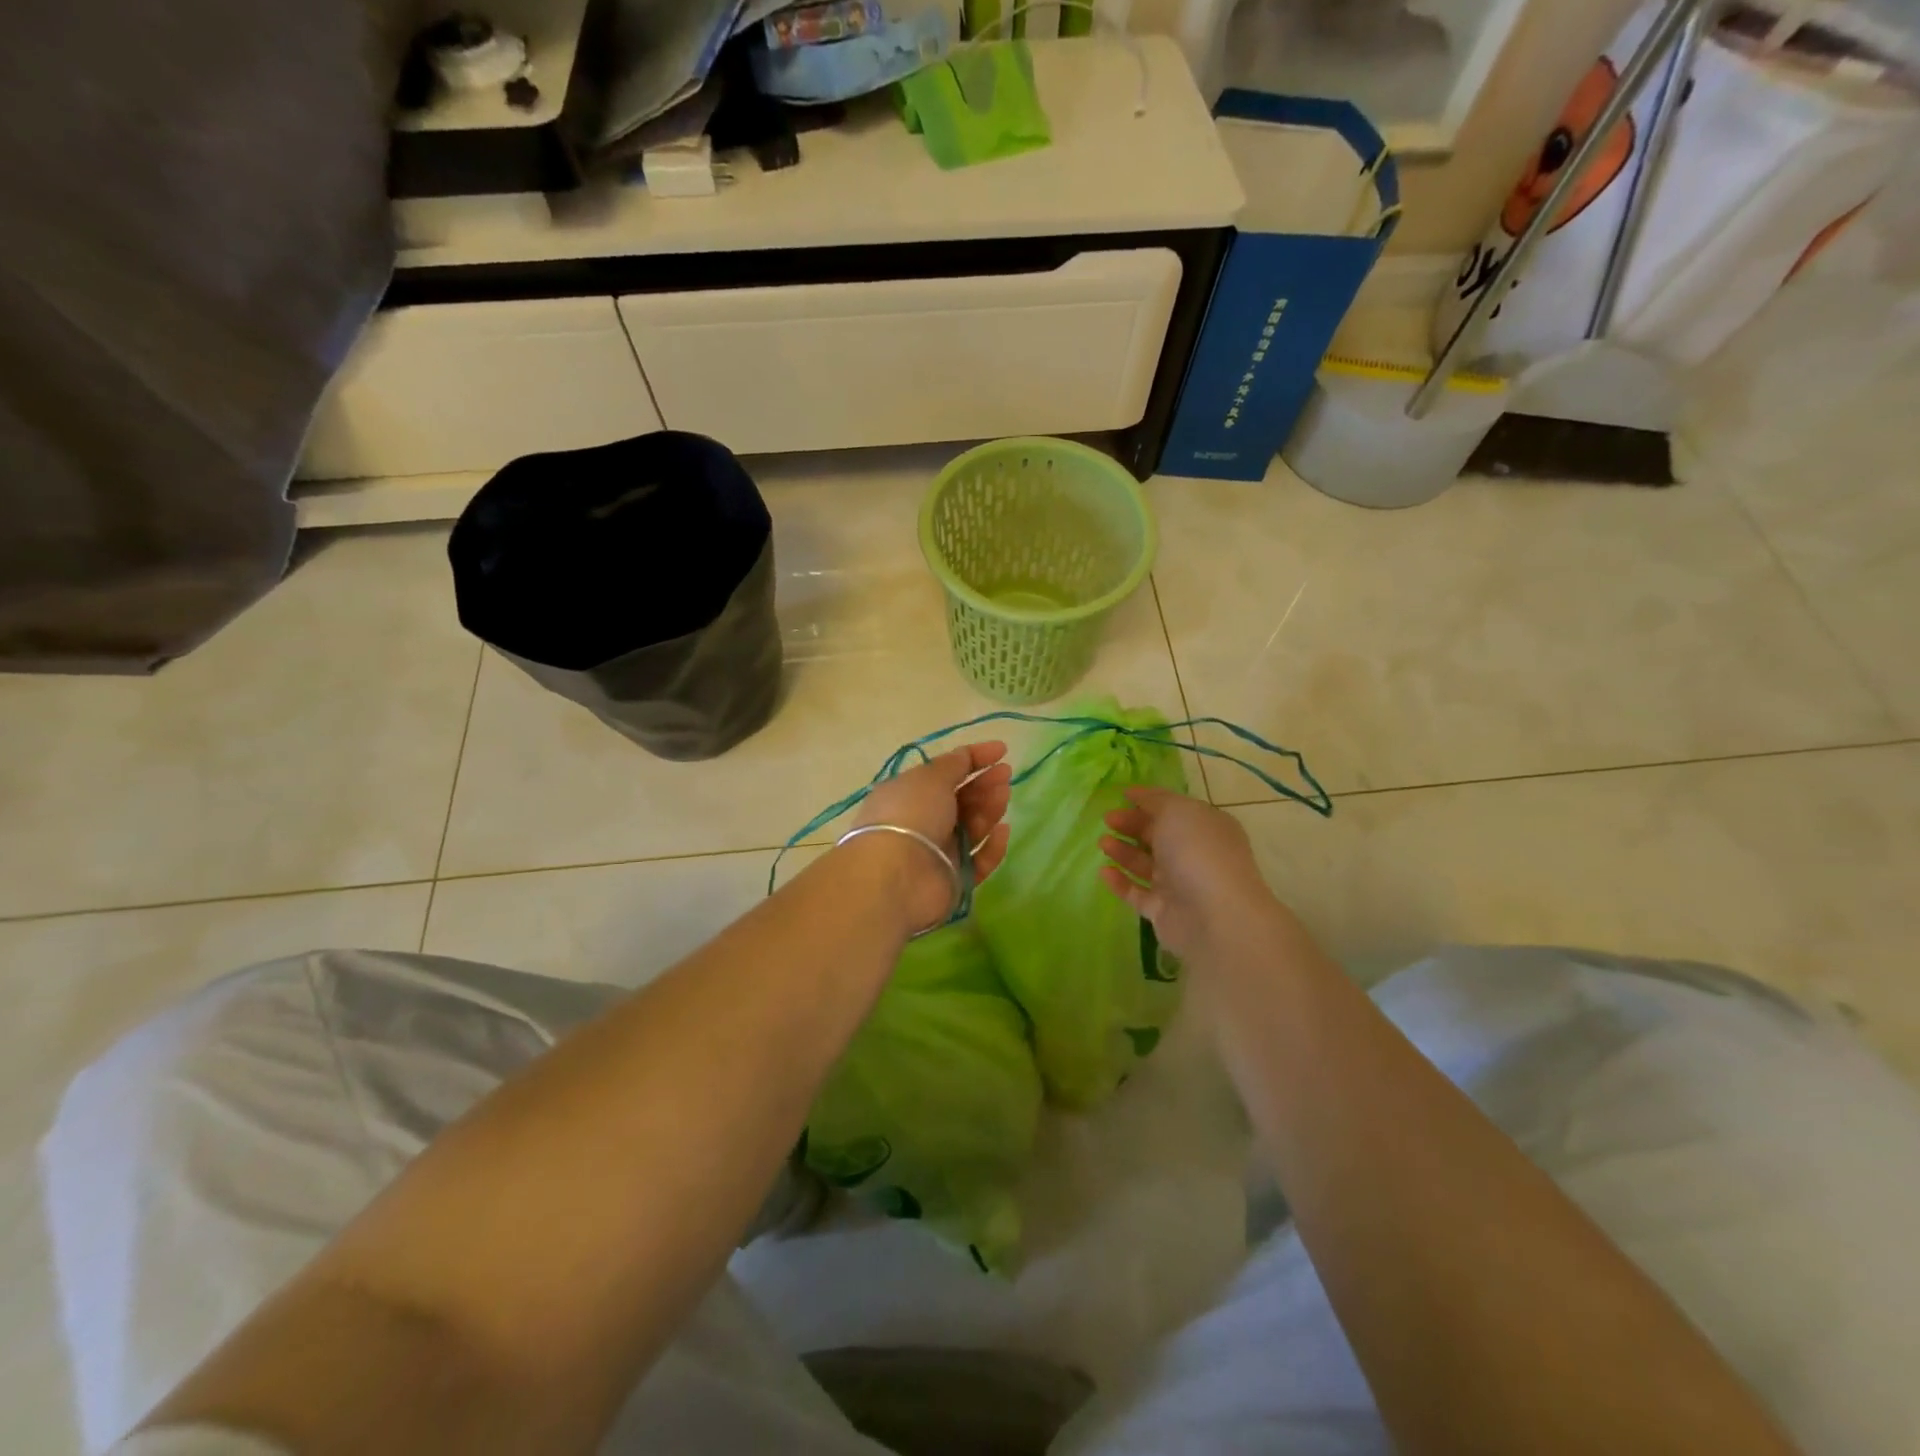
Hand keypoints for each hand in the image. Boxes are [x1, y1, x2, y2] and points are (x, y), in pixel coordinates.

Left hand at [852, 741, 1012, 935]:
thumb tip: (965, 755)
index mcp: (909, 794)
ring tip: (1003, 796)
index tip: (1002, 750)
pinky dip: (992, 846)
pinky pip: (979, 860)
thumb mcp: (930, 778)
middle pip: (960, 800)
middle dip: (984, 784)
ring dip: (989, 809)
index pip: (945, 772)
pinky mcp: (953, 879)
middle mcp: (922, 821)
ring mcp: (937, 852)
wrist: (897, 876)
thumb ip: (953, 765)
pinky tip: (1003, 830)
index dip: (974, 758)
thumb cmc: (910, 814)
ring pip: (971, 828)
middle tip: (1006, 775)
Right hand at [1098, 787, 1279, 959]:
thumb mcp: (1177, 811)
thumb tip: (1136, 793)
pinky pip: (1138, 893)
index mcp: (1205, 826)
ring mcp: (1180, 884)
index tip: (1120, 796)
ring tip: (1102, 843)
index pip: (1173, 809)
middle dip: (1132, 825)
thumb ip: (1155, 800)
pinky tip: (1103, 872)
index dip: (1147, 801)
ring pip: (1146, 864)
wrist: (1215, 916)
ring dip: (1123, 851)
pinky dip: (1120, 882)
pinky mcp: (1164, 911)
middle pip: (1158, 836)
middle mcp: (1195, 853)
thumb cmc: (1197, 852)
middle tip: (1107, 819)